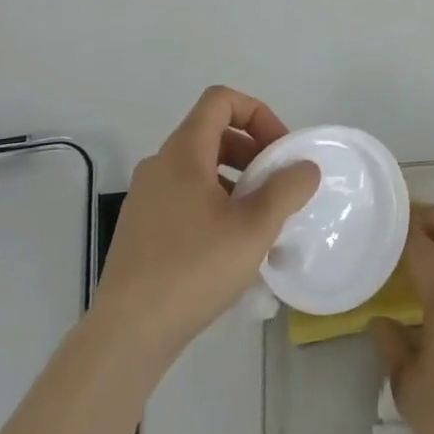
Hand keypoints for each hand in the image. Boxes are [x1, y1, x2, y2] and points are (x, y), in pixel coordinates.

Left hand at [93, 86, 320, 363]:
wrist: (128, 333)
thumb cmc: (193, 269)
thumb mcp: (254, 228)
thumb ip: (287, 189)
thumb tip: (305, 167)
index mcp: (183, 151)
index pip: (221, 100)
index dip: (257, 113)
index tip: (279, 150)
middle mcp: (159, 164)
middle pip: (212, 132)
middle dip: (251, 149)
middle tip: (275, 184)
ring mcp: (145, 196)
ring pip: (198, 167)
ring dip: (234, 179)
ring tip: (258, 219)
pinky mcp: (140, 228)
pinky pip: (184, 195)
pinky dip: (213, 202)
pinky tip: (228, 246)